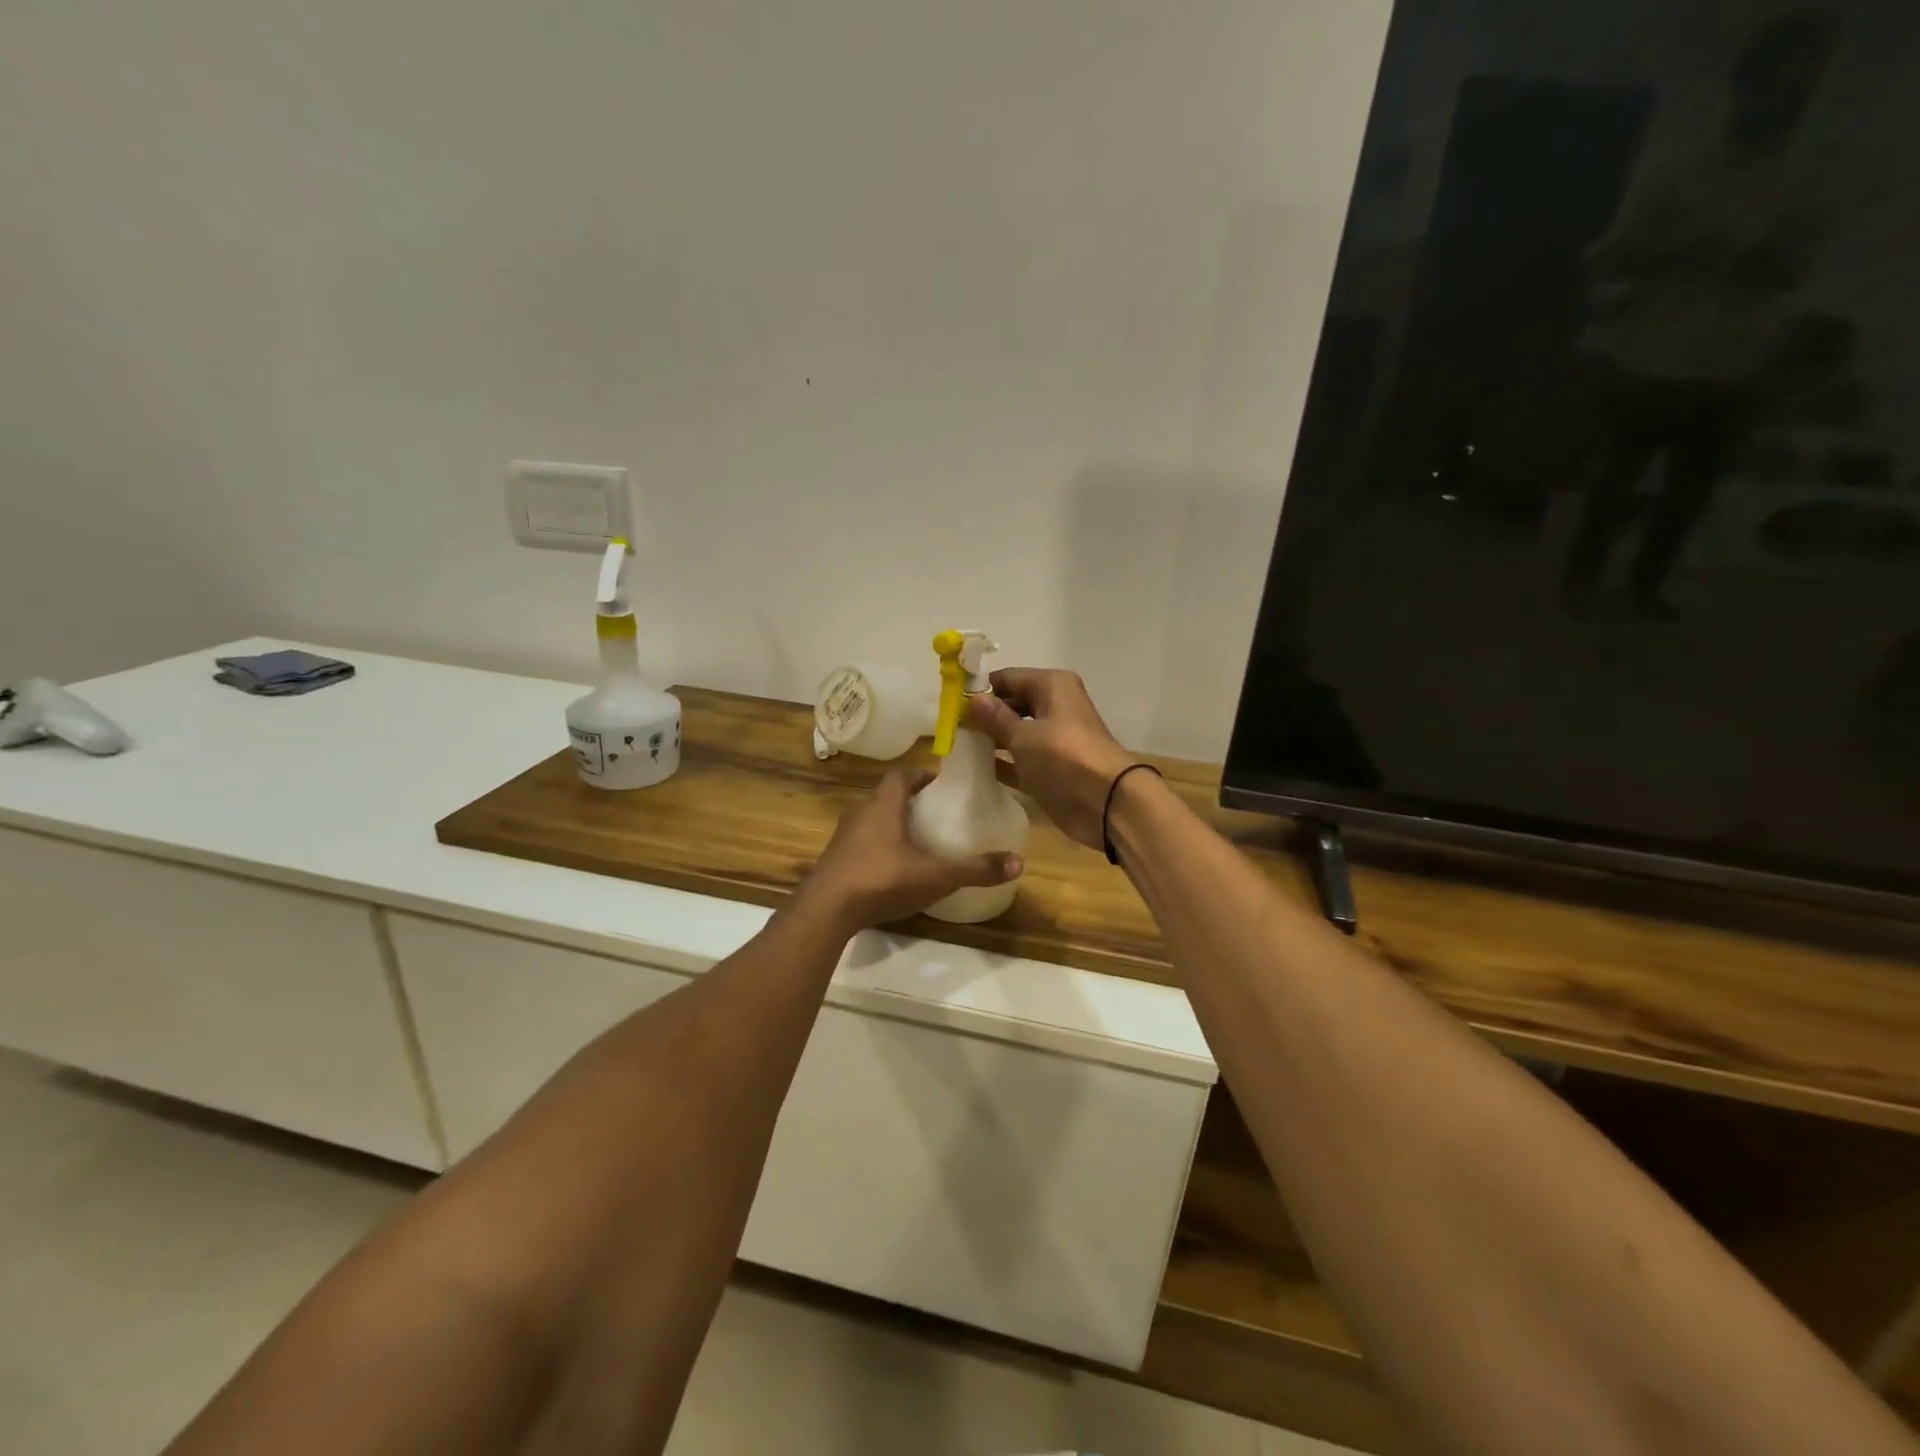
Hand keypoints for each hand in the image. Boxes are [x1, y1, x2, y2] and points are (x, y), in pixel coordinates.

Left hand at [801, 768, 1022, 933]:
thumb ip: (976, 869)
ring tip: (918, 843)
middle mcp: (860, 813)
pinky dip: (878, 850)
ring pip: (871, 821)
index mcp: (884, 805)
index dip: (922, 776)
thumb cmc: (883, 878)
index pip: (901, 775)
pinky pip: (860, 845)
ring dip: (892, 826)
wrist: (826, 910)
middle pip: (886, 797)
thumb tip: (1019, 862)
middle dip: (911, 802)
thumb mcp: (936, 875)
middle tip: (937, 815)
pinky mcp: (833, 862)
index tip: (942, 786)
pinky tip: (893, 871)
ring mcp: (843, 838)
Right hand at [966, 669, 1137, 849]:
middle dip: (984, 714)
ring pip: (1015, 732)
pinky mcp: (1051, 769)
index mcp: (1052, 686)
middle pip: (1012, 704)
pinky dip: (1002, 762)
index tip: (949, 702)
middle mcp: (1054, 707)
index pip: (1008, 678)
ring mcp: (1053, 739)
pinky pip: (1019, 759)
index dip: (980, 689)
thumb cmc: (1064, 757)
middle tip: (949, 726)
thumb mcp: (1024, 735)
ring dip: (990, 739)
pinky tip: (974, 768)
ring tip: (956, 746)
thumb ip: (995, 718)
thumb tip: (972, 698)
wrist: (1107, 803)